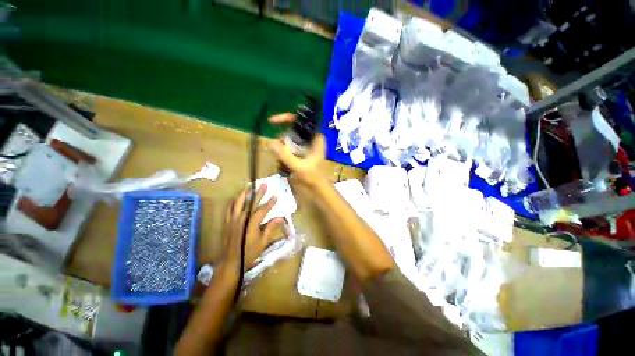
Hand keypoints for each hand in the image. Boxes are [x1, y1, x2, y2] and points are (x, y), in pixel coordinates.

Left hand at [220, 184, 283, 273]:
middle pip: (251, 202)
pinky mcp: (227, 222)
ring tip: (249, 187)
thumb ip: (270, 227)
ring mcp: (233, 219)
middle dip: (258, 193)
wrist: (231, 261)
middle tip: (263, 184)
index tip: (275, 196)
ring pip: (238, 202)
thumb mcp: (263, 241)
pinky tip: (236, 198)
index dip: (270, 203)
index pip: (263, 209)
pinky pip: (229, 208)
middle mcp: (242, 218)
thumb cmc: (249, 252)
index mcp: (251, 223)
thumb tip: (280, 218)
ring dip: (244, 193)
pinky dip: (233, 202)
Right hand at [268, 113, 327, 188]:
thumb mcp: (299, 166)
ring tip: (281, 162)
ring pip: (288, 142)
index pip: (300, 122)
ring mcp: (305, 148)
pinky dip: (283, 156)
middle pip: (291, 133)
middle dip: (282, 141)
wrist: (318, 189)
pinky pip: (288, 151)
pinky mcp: (301, 155)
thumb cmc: (314, 177)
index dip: (286, 118)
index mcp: (315, 138)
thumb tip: (270, 143)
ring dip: (282, 151)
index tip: (272, 121)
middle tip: (276, 151)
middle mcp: (310, 140)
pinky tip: (282, 166)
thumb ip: (285, 155)